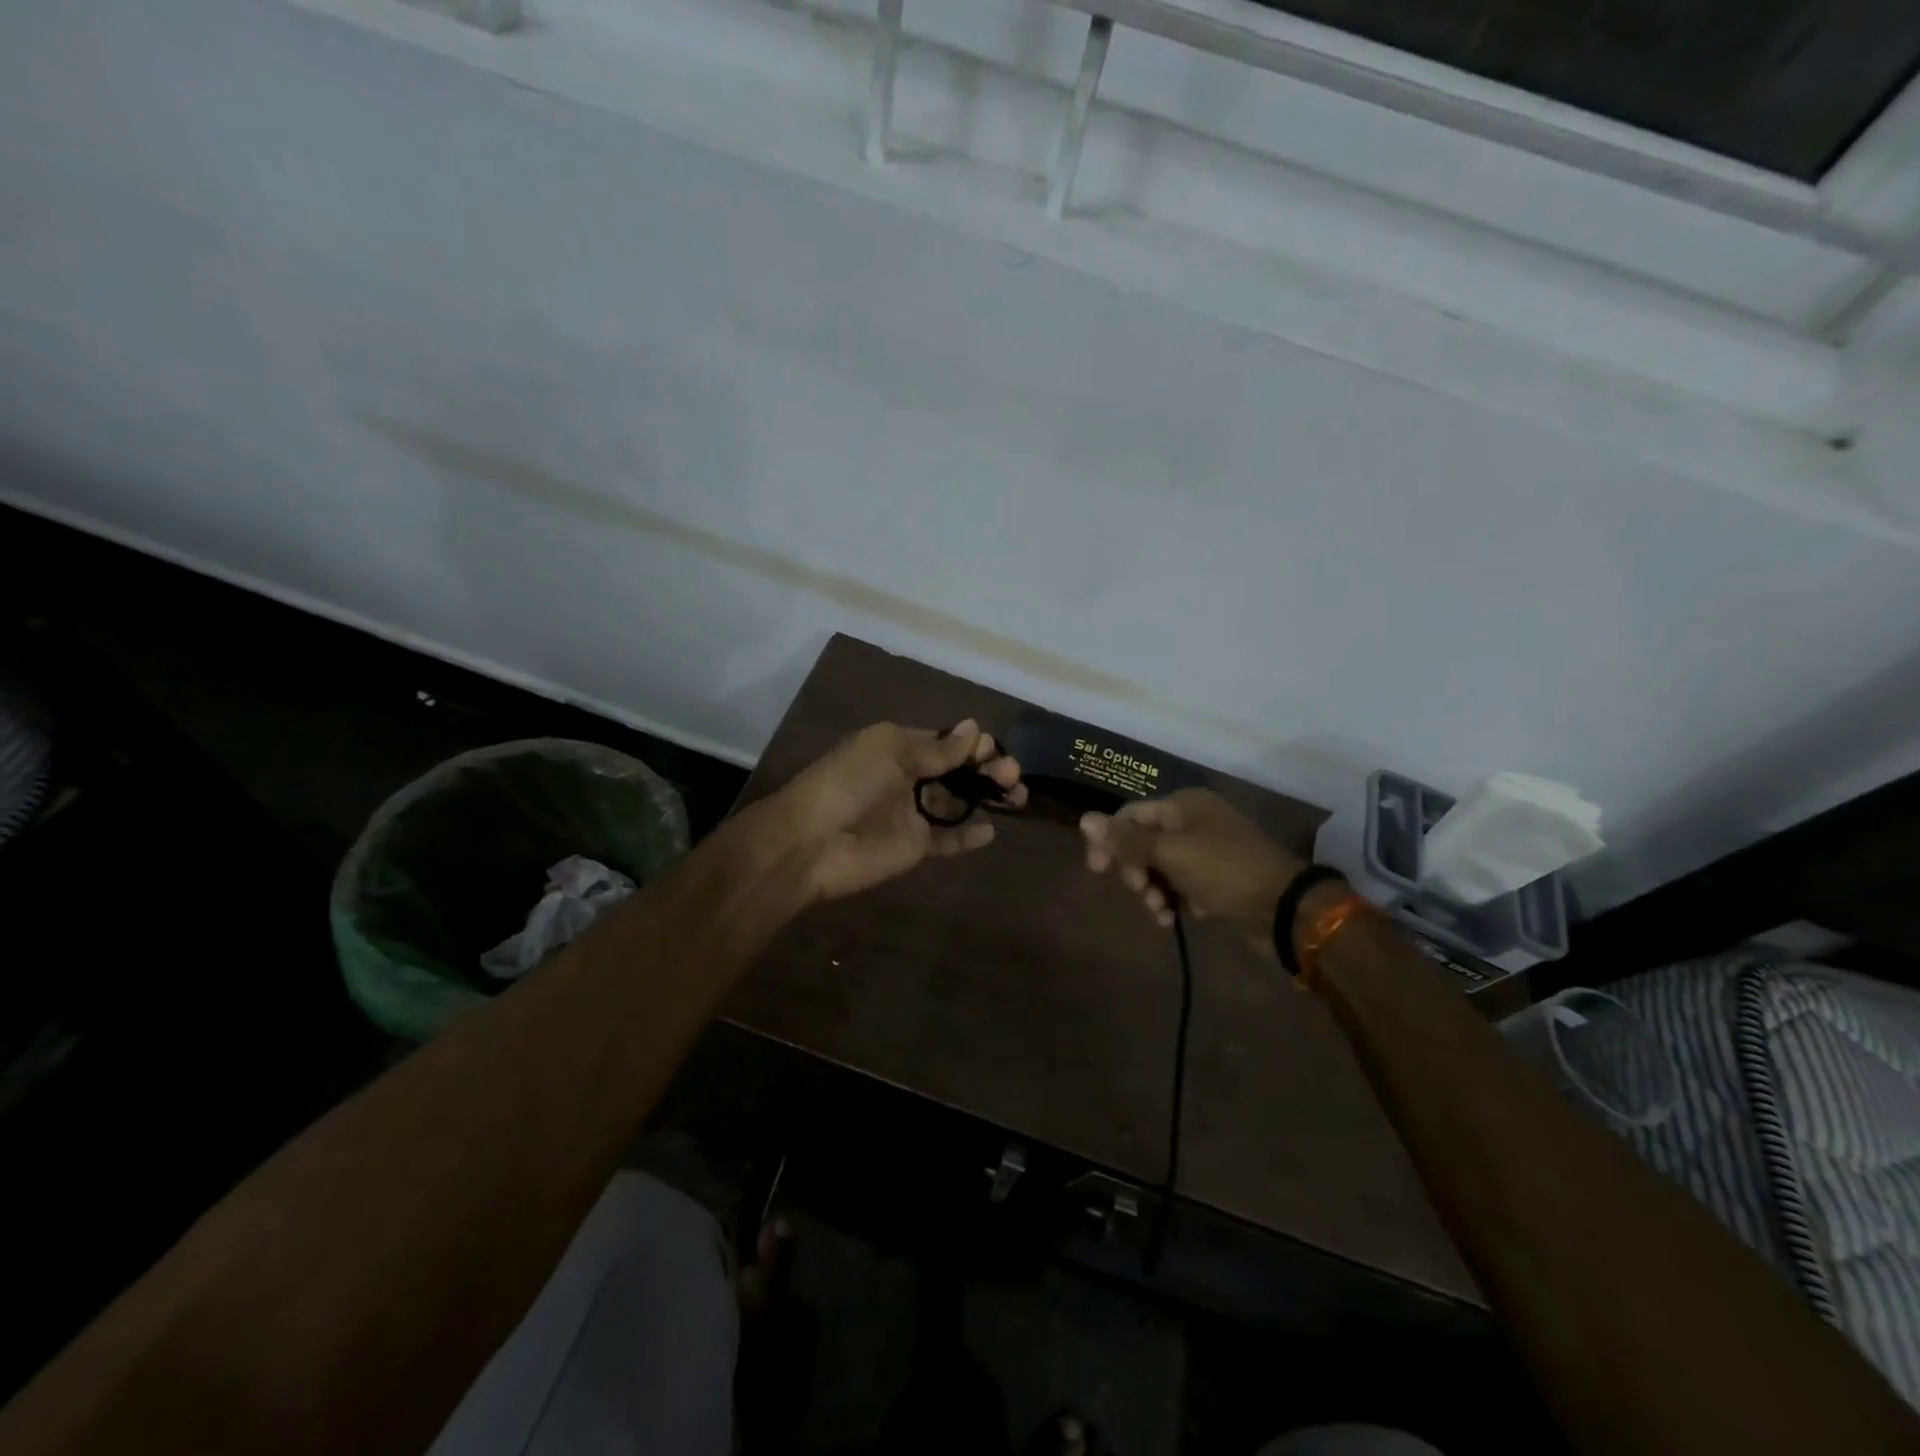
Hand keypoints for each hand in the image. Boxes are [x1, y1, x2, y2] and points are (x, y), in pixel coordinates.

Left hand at [770, 719, 1025, 901]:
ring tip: (1016, 797)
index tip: (995, 750)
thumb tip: (975, 728)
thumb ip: (937, 748)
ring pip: (959, 802)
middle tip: (1013, 776)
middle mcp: (909, 778)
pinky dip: (969, 835)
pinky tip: (991, 831)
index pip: (946, 742)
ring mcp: (913, 814)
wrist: (812, 841)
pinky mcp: (916, 846)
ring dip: (986, 797)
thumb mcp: (891, 751)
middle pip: (957, 771)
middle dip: (987, 769)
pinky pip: (949, 839)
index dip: (973, 744)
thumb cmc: (849, 783)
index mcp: (899, 748)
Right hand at [1080, 787, 1303, 952]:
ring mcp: (1207, 850)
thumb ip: (1126, 840)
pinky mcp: (1216, 878)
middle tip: (1141, 892)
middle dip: (1135, 869)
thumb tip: (1084, 819)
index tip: (1098, 871)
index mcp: (1183, 805)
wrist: (1285, 908)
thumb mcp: (1170, 853)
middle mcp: (1193, 821)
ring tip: (1160, 912)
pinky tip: (1176, 918)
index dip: (1109, 840)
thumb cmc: (1224, 871)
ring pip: (1160, 866)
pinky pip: (1180, 884)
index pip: (1130, 815)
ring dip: (1152, 890)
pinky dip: (1174, 899)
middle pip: (1143, 841)